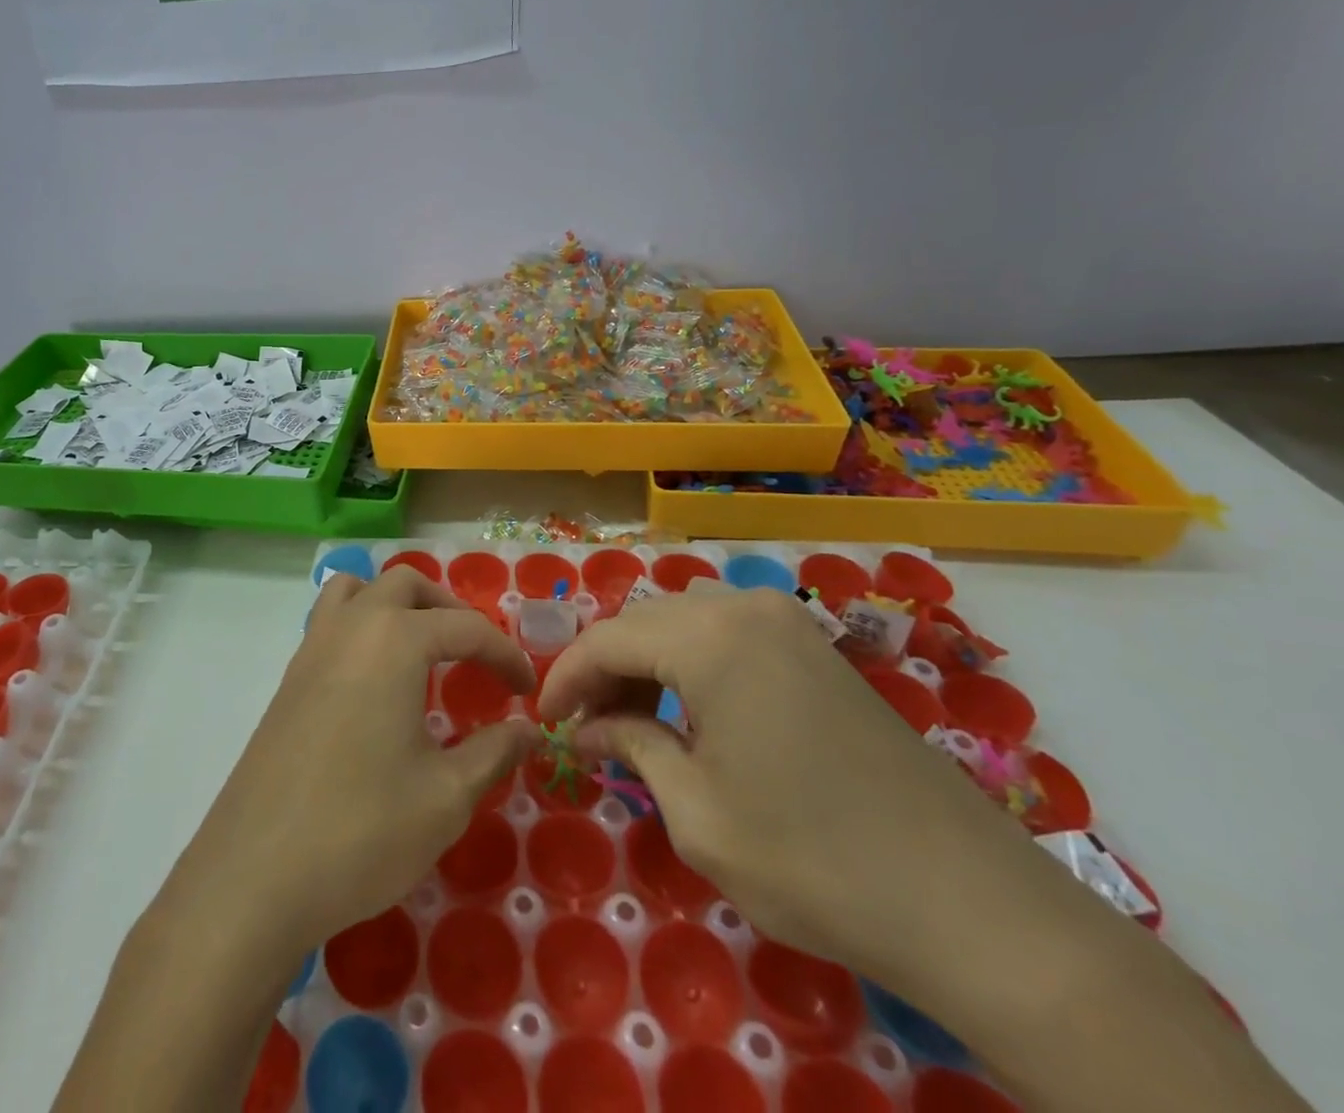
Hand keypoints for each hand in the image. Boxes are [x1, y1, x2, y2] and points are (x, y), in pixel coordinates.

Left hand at [167, 566, 539, 961]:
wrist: (255, 875)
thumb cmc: (362, 829)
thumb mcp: (446, 797)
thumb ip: (493, 752)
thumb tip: (526, 729)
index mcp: (393, 641)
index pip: (465, 628)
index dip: (505, 655)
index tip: (527, 691)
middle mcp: (350, 628)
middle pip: (405, 586)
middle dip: (448, 610)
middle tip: (475, 656)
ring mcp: (310, 650)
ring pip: (356, 591)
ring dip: (395, 605)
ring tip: (422, 651)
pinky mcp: (288, 681)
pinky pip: (330, 624)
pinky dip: (362, 628)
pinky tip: (376, 684)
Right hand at [537, 583, 1025, 977]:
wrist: (973, 906)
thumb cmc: (814, 861)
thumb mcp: (697, 813)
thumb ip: (632, 748)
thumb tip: (590, 729)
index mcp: (710, 637)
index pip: (608, 640)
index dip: (566, 678)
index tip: (543, 721)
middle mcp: (746, 608)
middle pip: (645, 622)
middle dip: (605, 669)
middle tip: (586, 726)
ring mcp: (790, 623)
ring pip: (684, 622)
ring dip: (647, 664)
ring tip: (632, 722)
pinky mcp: (817, 649)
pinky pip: (728, 635)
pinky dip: (692, 664)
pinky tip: (690, 713)